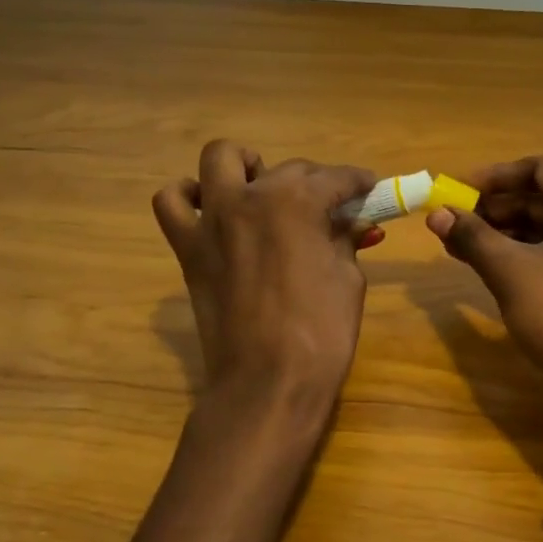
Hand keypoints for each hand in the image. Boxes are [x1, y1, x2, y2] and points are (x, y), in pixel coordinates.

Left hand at [152, 141, 375, 410]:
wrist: (267, 383)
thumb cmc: (321, 333)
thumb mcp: (348, 279)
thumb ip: (345, 239)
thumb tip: (350, 222)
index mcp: (297, 202)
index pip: (336, 178)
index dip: (358, 181)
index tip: (370, 187)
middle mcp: (250, 196)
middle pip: (288, 168)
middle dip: (316, 182)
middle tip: (332, 208)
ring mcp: (212, 219)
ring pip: (220, 158)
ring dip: (245, 165)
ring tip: (262, 189)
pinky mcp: (189, 247)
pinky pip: (172, 203)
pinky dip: (189, 197)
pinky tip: (212, 211)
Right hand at [426, 157, 542, 421]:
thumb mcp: (510, 270)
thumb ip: (472, 236)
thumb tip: (436, 214)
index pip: (539, 168)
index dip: (495, 176)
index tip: (458, 189)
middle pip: (541, 197)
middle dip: (493, 207)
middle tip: (452, 219)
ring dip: (501, 231)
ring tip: (458, 243)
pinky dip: (518, 252)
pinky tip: (485, 264)